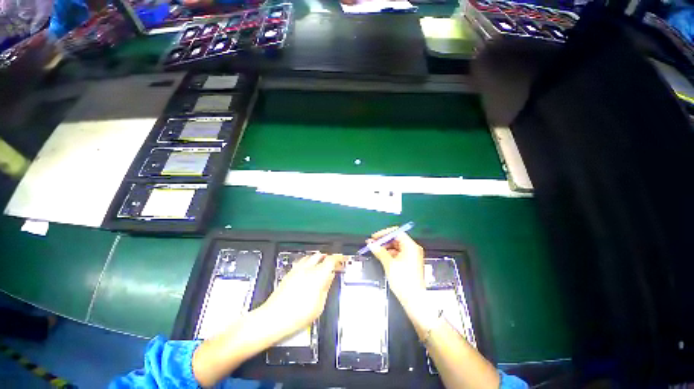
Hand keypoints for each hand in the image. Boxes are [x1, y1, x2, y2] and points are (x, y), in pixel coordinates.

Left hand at [260, 253, 343, 336]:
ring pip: (310, 257)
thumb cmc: (298, 316)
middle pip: (320, 255)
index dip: (338, 258)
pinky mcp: (289, 274)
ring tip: (321, 265)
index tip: (342, 259)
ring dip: (317, 259)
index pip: (331, 260)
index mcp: (317, 276)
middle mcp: (307, 269)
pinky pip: (301, 262)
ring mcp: (297, 270)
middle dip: (328, 257)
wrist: (273, 318)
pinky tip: (308, 270)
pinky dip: (308, 262)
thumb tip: (329, 278)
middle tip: (332, 264)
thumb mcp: (319, 306)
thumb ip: (326, 288)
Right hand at [367, 228, 425, 305]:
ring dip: (386, 247)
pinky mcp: (410, 262)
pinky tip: (382, 256)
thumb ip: (380, 251)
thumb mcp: (389, 264)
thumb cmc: (403, 280)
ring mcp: (412, 255)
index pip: (397, 232)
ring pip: (397, 246)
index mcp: (410, 246)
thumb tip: (371, 244)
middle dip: (384, 240)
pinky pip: (399, 253)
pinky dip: (390, 253)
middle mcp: (413, 248)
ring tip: (375, 249)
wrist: (414, 300)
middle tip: (373, 243)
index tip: (374, 237)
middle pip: (397, 238)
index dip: (384, 233)